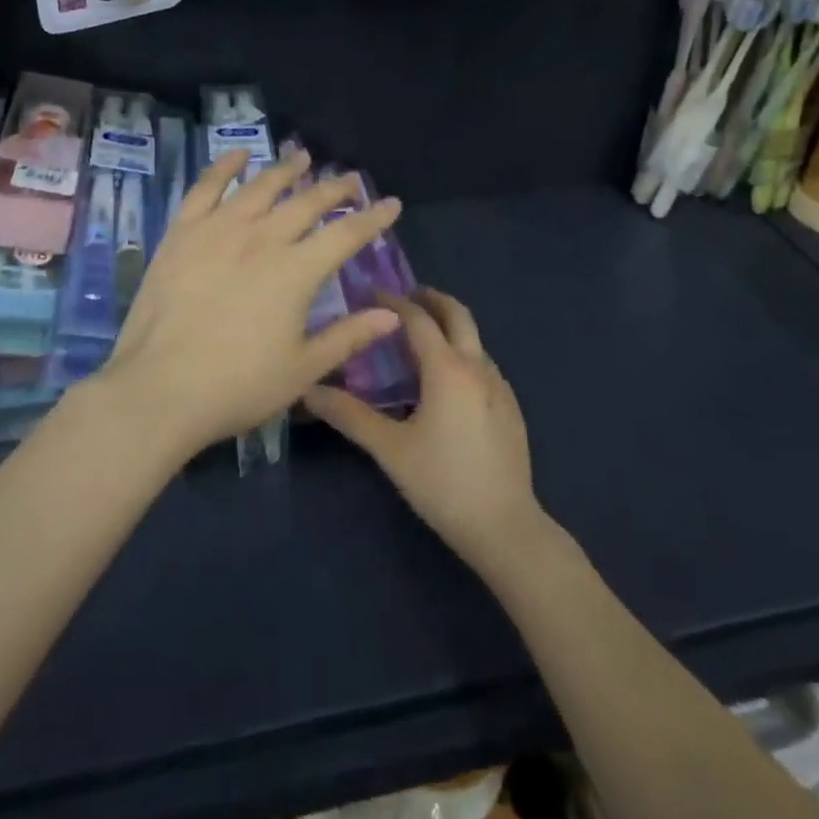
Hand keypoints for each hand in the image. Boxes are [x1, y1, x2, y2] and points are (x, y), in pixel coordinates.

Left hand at [95, 149, 402, 462]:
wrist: (158, 390)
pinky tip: (238, 155)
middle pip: (307, 202)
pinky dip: (225, 167)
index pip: (346, 234)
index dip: (373, 217)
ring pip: (261, 187)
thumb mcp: (302, 369)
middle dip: (335, 188)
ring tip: (303, 157)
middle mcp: (262, 238)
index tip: (391, 203)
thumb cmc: (237, 386)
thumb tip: (391, 314)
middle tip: (351, 178)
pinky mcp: (183, 233)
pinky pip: (206, 188)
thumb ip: (349, 336)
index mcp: (296, 271)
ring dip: (286, 170)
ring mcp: (219, 230)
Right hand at [304, 288, 543, 575]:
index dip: (393, 302)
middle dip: (431, 299)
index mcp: (447, 368)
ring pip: (473, 339)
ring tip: (419, 338)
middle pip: (457, 314)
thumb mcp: (390, 449)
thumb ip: (349, 415)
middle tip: (404, 297)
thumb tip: (308, 390)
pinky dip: (461, 352)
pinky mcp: (510, 406)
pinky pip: (483, 363)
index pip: (418, 319)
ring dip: (448, 326)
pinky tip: (446, 381)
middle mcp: (477, 366)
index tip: (370, 292)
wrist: (505, 526)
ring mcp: (499, 386)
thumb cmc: (442, 483)